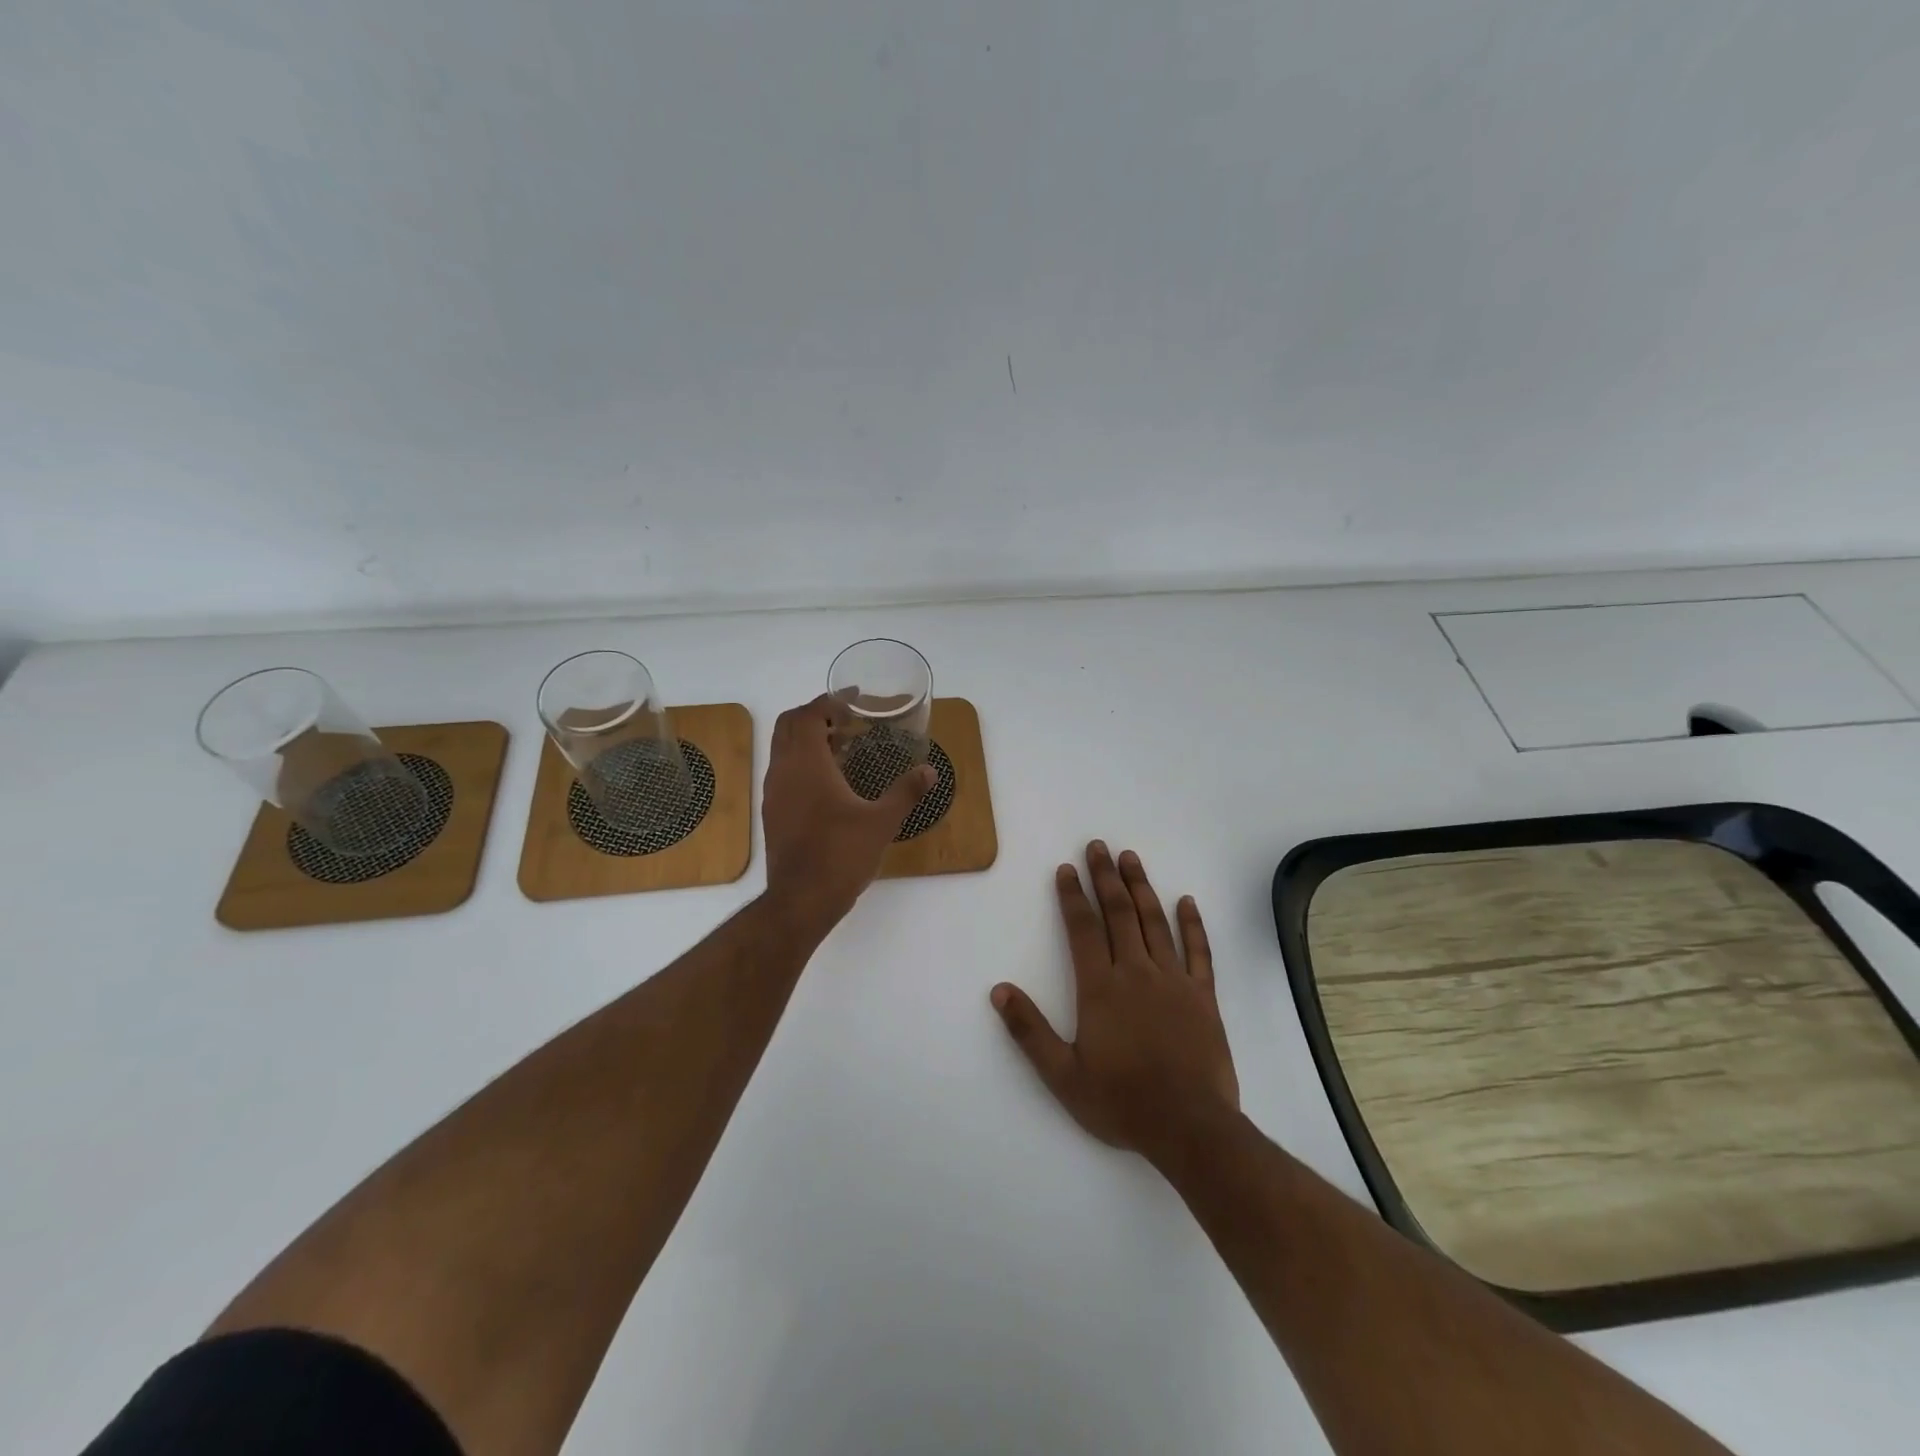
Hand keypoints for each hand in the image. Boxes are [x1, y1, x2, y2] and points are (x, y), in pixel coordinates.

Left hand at [761, 694, 936, 936]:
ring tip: (841, 746)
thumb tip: (929, 771)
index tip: (855, 700)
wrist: (800, 900)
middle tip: (847, 719)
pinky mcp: (773, 813)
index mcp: (807, 764)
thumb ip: (906, 792)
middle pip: (788, 725)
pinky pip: (783, 771)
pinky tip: (829, 782)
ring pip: (783, 749)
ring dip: (807, 739)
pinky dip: (802, 762)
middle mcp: (783, 771)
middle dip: (815, 714)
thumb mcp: (881, 822)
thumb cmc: (841, 855)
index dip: (830, 702)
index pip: (808, 715)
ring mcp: (773, 793)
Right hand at [992, 841, 1239, 1162]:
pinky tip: (1186, 901)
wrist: (1190, 1127)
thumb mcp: (1063, 1075)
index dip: (1072, 896)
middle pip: (1119, 913)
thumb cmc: (1121, 1101)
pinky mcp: (1203, 995)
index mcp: (1100, 987)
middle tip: (1098, 846)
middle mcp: (1136, 972)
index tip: (1066, 869)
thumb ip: (1029, 1031)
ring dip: (1142, 887)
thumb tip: (999, 991)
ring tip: (1131, 858)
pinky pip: (1198, 951)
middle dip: (1105, 877)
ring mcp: (1174, 981)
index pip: (1083, 928)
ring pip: (1155, 922)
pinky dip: (1193, 924)